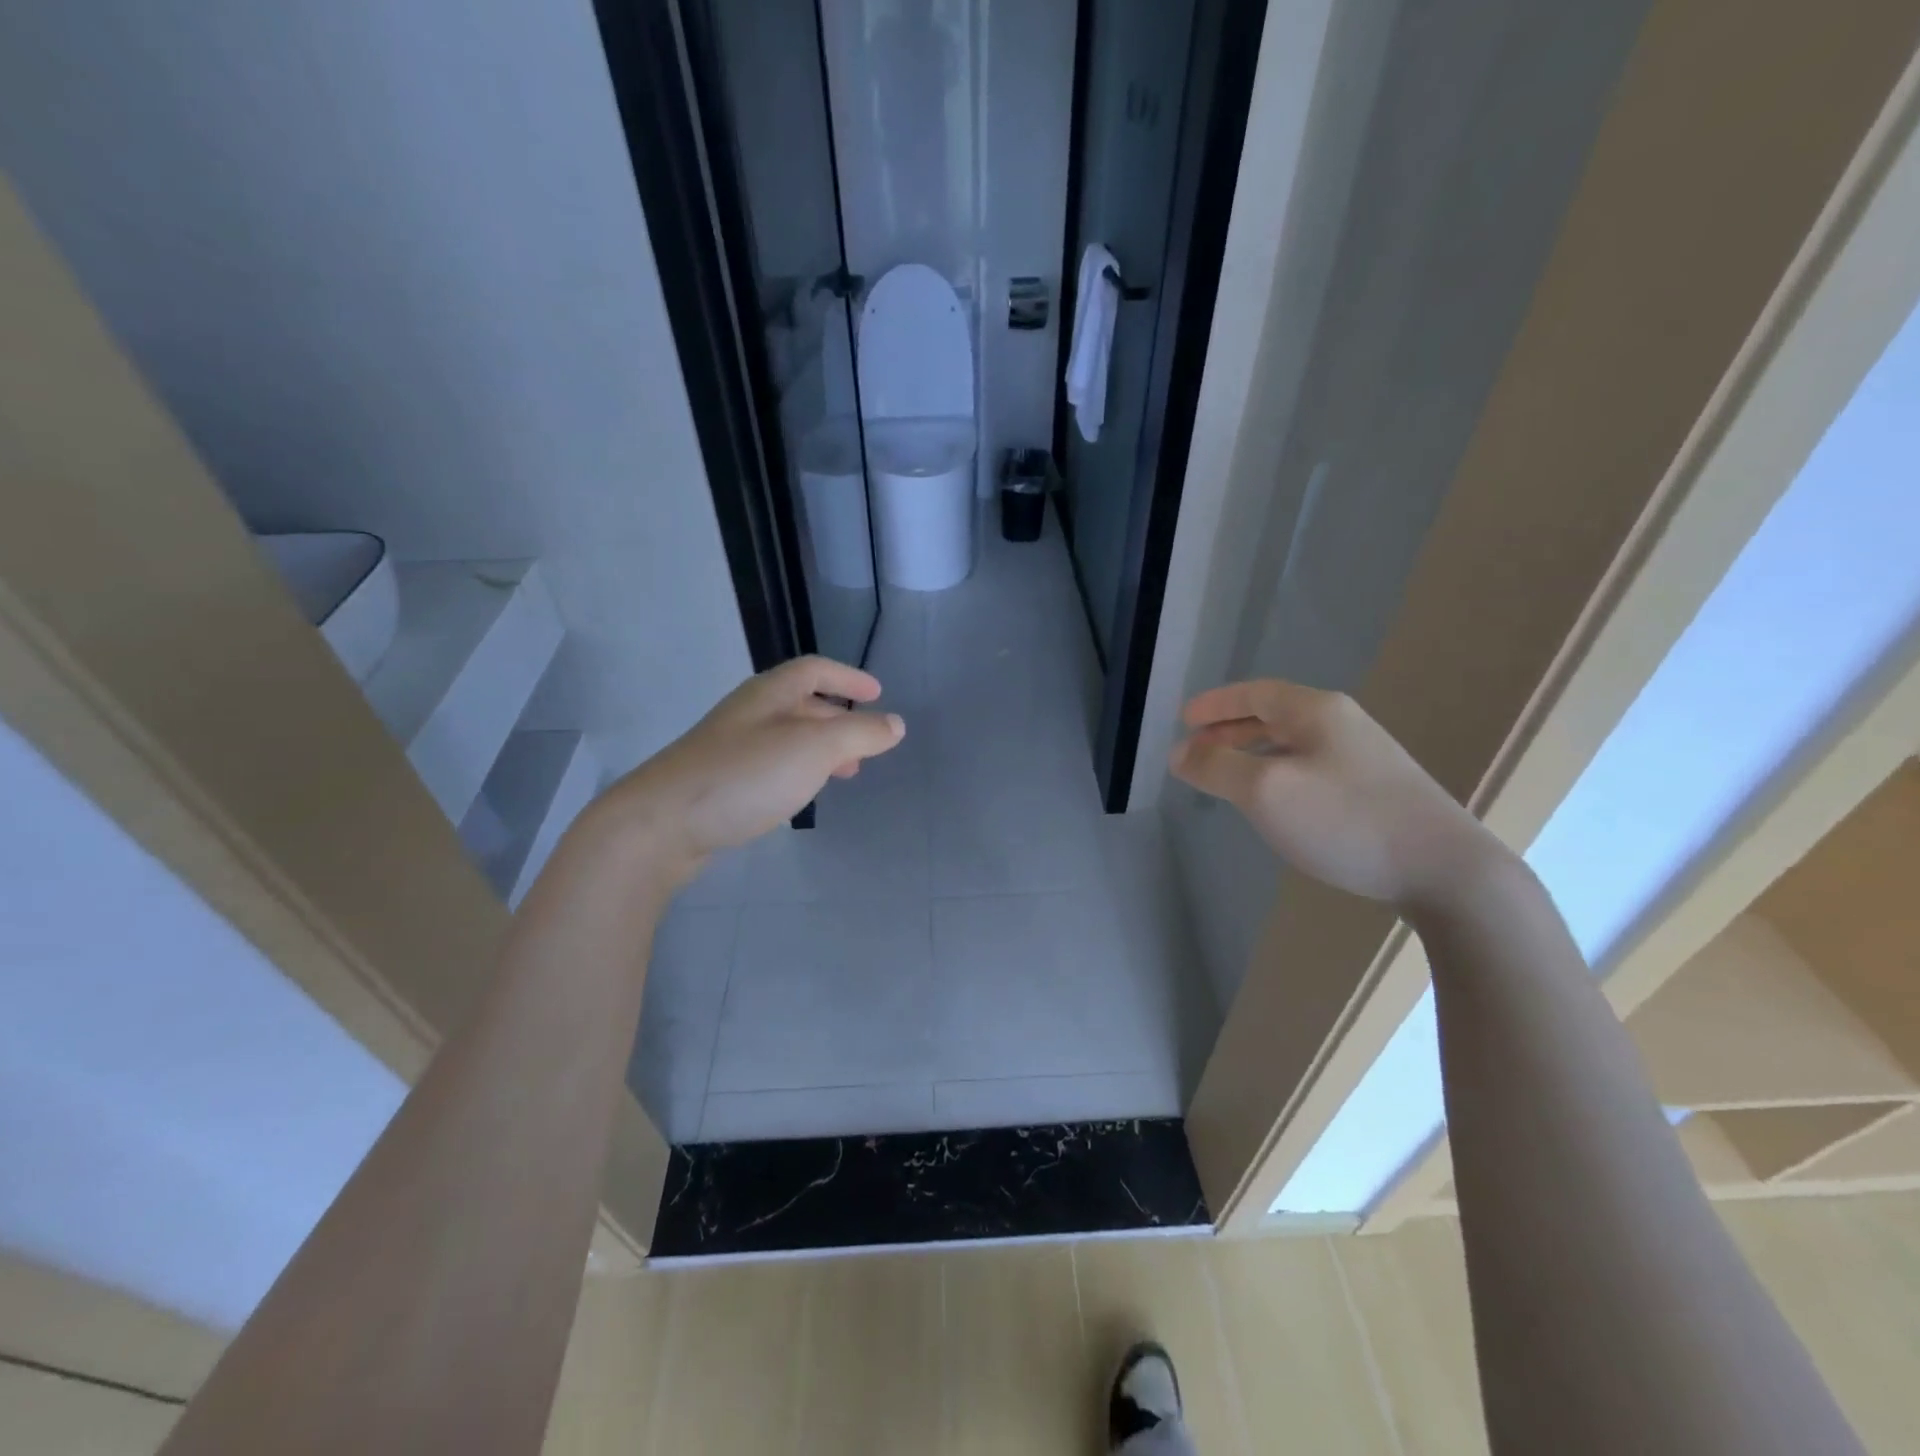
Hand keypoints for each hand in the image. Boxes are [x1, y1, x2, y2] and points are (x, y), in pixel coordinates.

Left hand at [585, 656, 903, 884]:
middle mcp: (747, 713)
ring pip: (785, 737)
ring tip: (843, 775)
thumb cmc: (745, 776)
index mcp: (769, 694)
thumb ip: (859, 734)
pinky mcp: (717, 781)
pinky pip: (769, 764)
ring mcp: (728, 747)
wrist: (660, 824)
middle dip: (838, 720)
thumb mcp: (813, 749)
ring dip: (819, 749)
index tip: (877, 695)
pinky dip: (796, 771)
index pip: (815, 670)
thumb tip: (895, 724)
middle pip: (800, 704)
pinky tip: (799, 796)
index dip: (848, 678)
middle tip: (865, 746)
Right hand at [1169, 679, 1503, 911]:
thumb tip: (1179, 752)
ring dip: (1253, 753)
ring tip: (1226, 775)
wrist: (1445, 869)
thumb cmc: (1346, 820)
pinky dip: (1279, 773)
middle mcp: (1342, 725)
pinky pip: (1311, 768)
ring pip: (1293, 744)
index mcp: (1316, 712)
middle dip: (1230, 729)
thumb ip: (1216, 767)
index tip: (1184, 718)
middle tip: (1196, 748)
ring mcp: (1365, 758)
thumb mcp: (1266, 791)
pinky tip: (1276, 802)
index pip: (1255, 693)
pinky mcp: (1377, 791)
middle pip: (1274, 715)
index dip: (1216, 704)